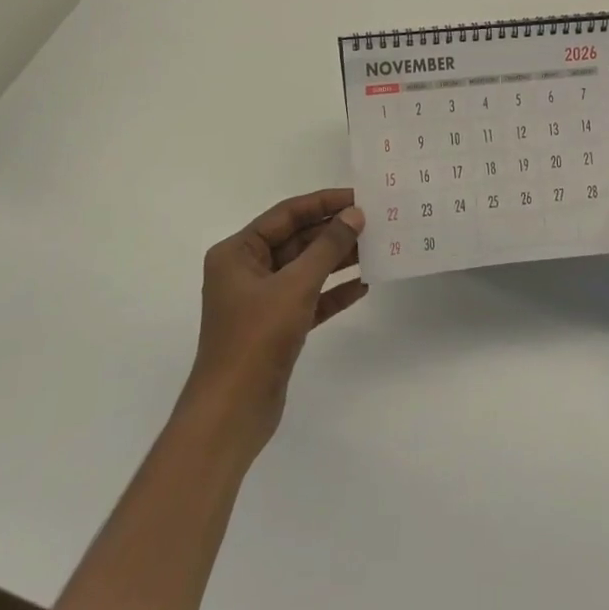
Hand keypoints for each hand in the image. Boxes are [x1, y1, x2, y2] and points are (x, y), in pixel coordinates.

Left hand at [183, 189, 366, 449]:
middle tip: (375, 222)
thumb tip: (355, 215)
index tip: (359, 197)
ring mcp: (261, 300)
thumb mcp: (295, 285)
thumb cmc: (256, 338)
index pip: (286, 215)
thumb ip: (327, 247)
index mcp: (238, 252)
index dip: (323, 203)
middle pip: (296, 240)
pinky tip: (363, 285)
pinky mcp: (276, 327)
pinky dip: (333, 292)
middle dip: (333, 232)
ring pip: (305, 269)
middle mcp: (246, 270)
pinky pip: (309, 298)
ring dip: (337, 260)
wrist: (232, 412)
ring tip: (376, 248)